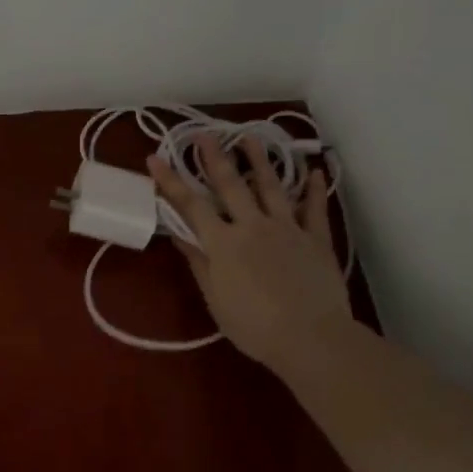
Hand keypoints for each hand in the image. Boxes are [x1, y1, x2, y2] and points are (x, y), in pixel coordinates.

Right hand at [148, 136, 352, 372]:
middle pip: (231, 185)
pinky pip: (315, 209)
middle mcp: (253, 226)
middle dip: (214, 157)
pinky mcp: (317, 239)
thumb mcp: (216, 300)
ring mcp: (287, 229)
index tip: (155, 157)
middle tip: (204, 133)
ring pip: (271, 187)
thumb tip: (181, 236)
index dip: (171, 181)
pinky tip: (316, 172)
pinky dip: (315, 190)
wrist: (312, 338)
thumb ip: (199, 264)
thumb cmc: (255, 327)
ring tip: (250, 137)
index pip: (190, 205)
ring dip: (260, 160)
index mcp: (223, 243)